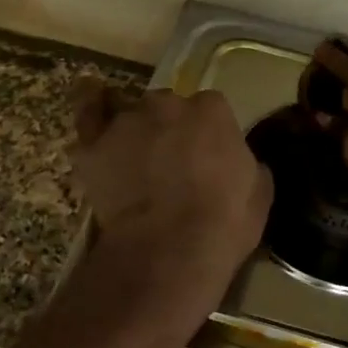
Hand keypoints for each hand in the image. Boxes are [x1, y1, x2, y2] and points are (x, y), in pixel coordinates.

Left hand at [69, 81, 271, 285]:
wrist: (170, 249)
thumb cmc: (224, 222)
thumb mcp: (259, 192)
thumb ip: (247, 163)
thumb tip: (240, 160)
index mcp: (212, 111)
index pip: (210, 108)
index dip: (207, 133)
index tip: (207, 155)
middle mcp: (168, 104)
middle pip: (168, 106)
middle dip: (171, 127)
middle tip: (173, 161)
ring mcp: (128, 121)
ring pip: (132, 114)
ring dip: (136, 131)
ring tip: (136, 160)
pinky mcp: (95, 144)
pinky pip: (89, 115)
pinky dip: (90, 107)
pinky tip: (89, 99)